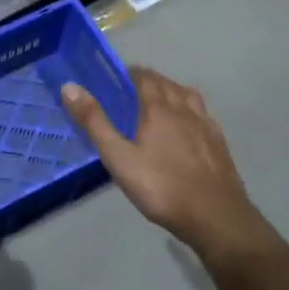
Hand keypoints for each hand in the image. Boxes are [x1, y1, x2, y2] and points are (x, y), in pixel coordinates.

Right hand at [62, 68, 265, 260]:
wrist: (215, 216)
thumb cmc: (161, 187)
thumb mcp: (118, 157)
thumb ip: (94, 122)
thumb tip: (70, 87)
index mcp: (158, 108)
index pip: (143, 77)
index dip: (128, 73)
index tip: (113, 79)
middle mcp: (183, 109)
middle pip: (165, 83)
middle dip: (147, 81)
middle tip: (129, 92)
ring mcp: (205, 125)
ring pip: (186, 95)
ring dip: (170, 91)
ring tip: (158, 101)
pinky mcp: (219, 142)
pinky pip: (202, 114)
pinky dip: (189, 110)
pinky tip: (187, 124)